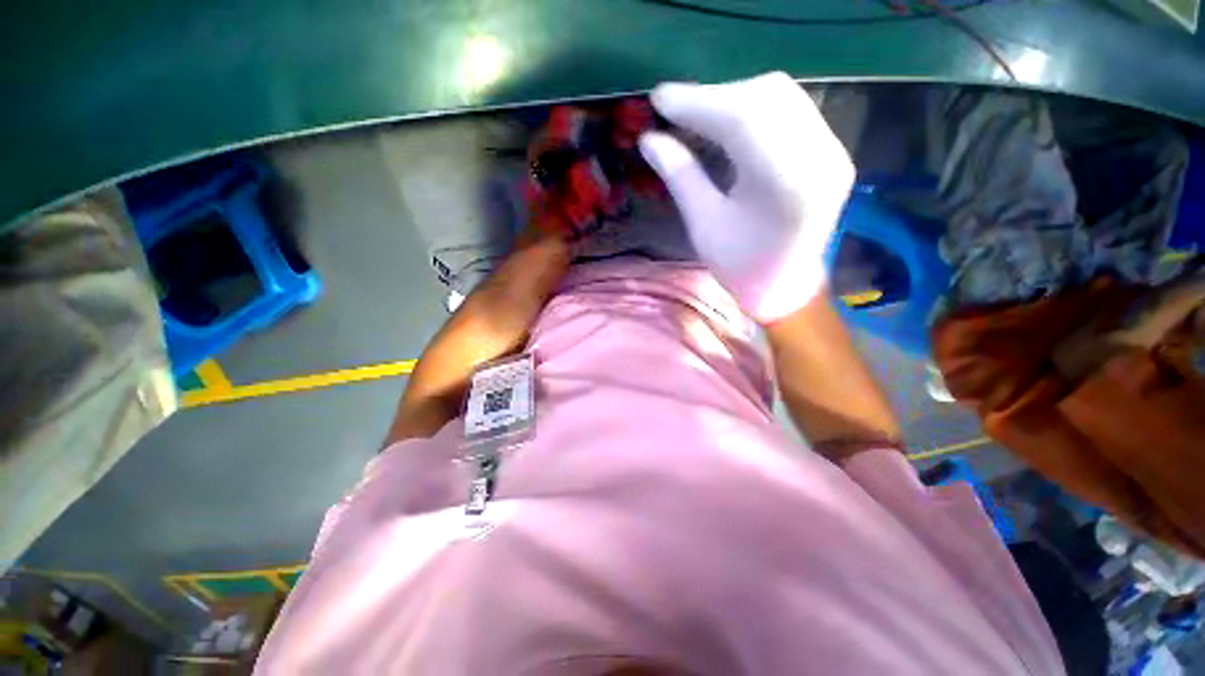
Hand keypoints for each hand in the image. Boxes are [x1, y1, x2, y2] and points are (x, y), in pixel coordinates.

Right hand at [639, 72, 854, 322]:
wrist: (786, 288)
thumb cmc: (740, 267)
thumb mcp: (704, 226)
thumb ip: (680, 176)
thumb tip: (648, 140)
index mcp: (787, 185)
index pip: (743, 119)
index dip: (697, 103)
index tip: (659, 99)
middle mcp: (821, 156)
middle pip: (766, 97)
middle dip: (714, 96)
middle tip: (675, 110)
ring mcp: (833, 149)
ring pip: (781, 96)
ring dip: (732, 98)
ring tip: (696, 114)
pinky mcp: (831, 149)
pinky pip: (791, 109)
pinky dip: (752, 108)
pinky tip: (726, 121)